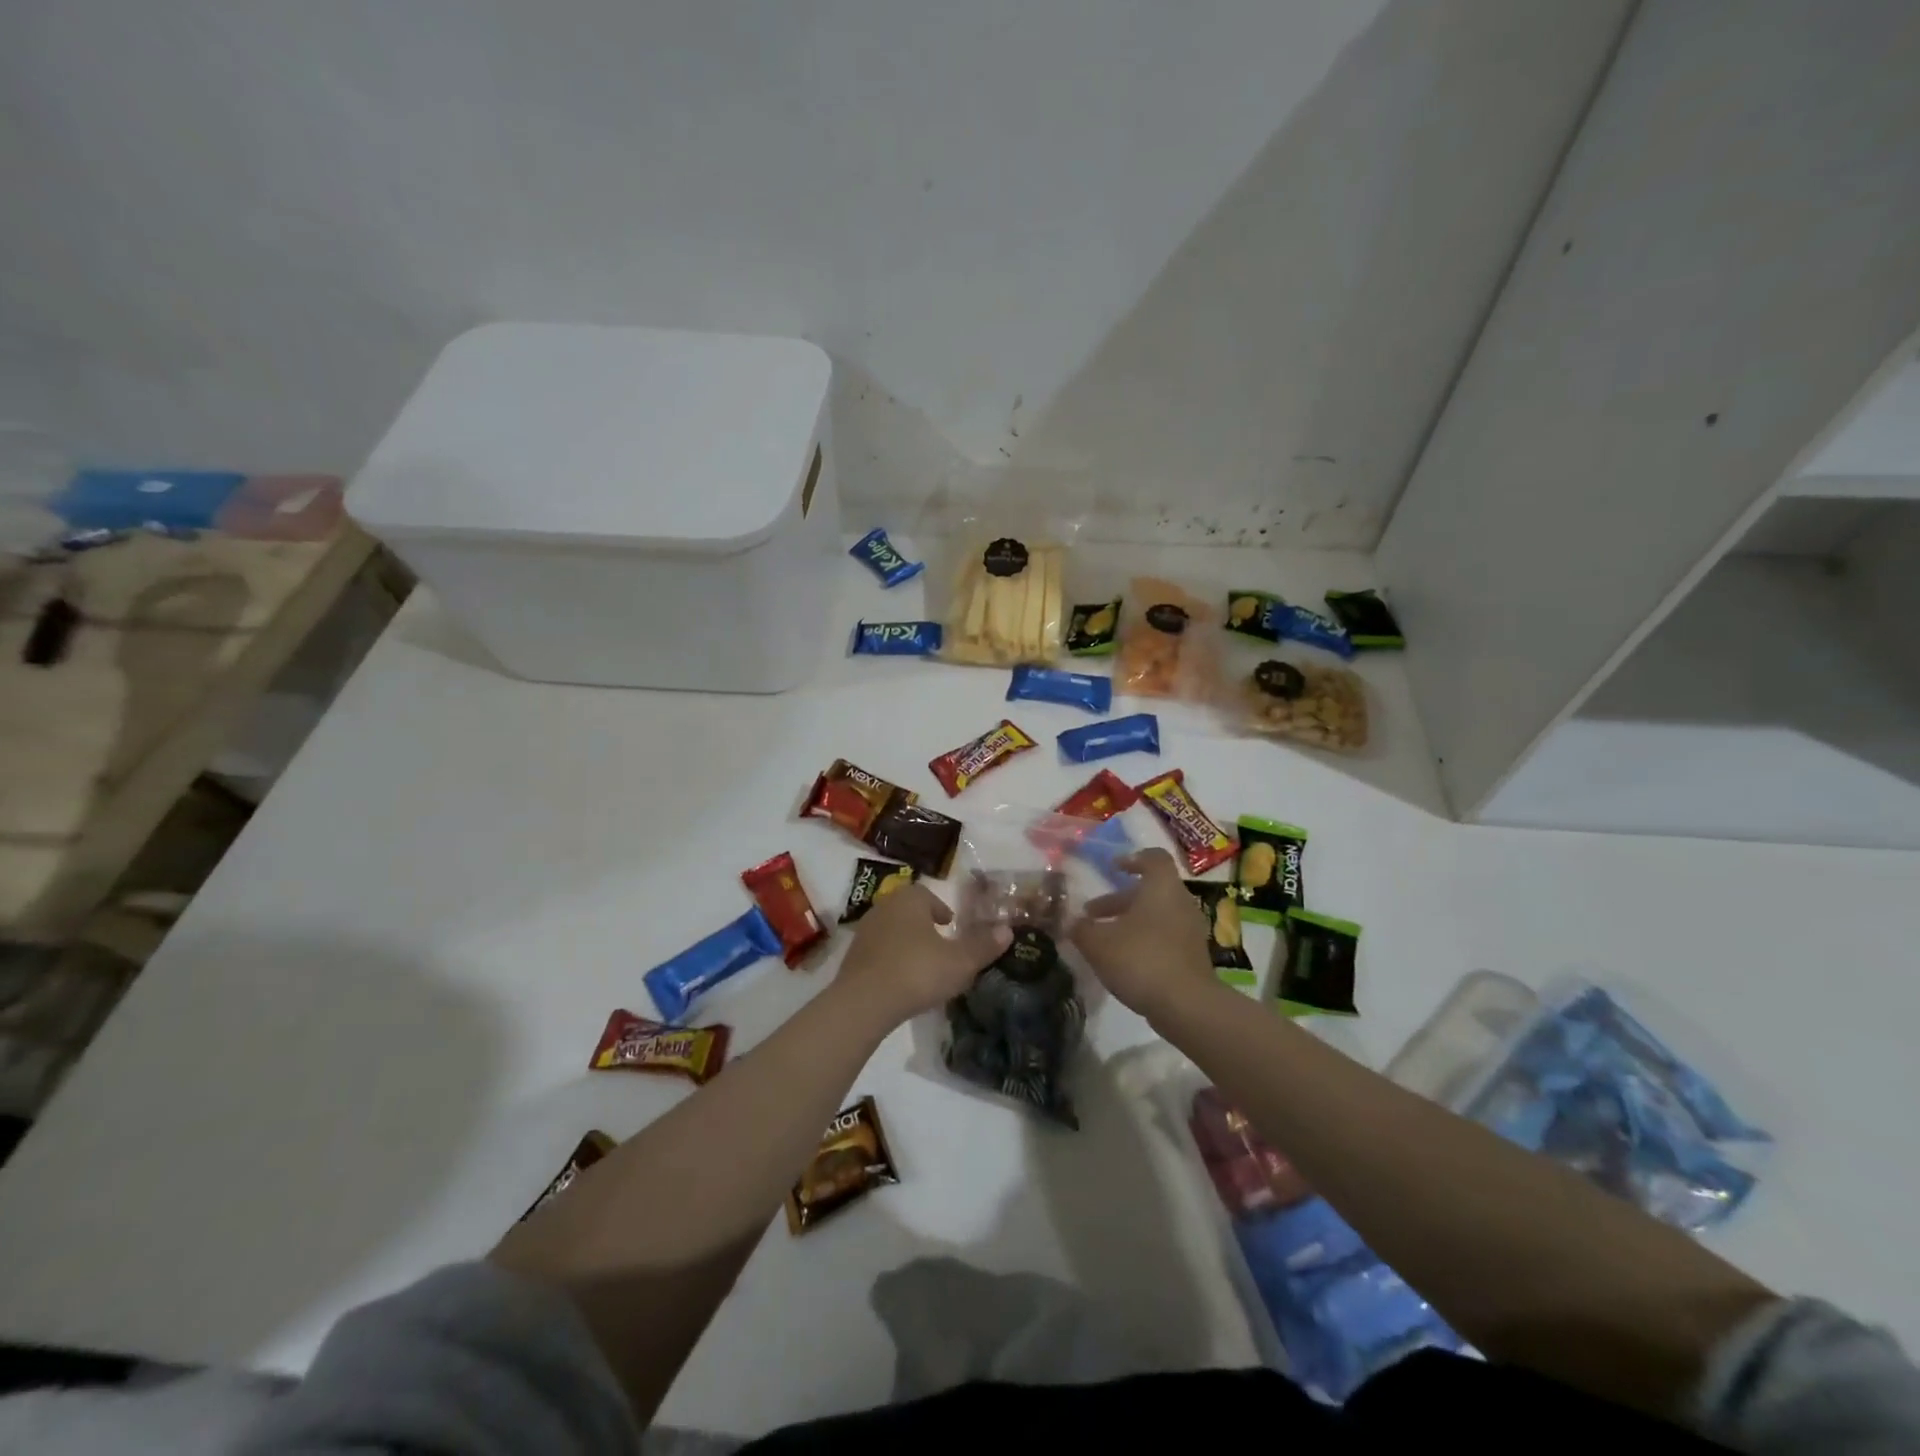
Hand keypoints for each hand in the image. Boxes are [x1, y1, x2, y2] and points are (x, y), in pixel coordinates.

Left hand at [835, 882, 1011, 1024]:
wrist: (864, 1003)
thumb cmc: (917, 971)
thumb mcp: (960, 962)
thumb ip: (984, 946)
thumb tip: (1007, 930)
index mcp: (909, 899)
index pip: (928, 896)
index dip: (942, 911)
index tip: (951, 927)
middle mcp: (884, 907)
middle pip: (909, 912)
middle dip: (924, 926)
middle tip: (941, 946)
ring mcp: (864, 932)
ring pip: (892, 932)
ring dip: (907, 944)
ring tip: (924, 966)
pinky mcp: (852, 958)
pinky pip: (879, 953)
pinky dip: (891, 961)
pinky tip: (902, 982)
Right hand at [1070, 848, 1215, 1019]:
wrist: (1186, 1005)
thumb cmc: (1140, 959)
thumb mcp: (1098, 943)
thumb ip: (1081, 929)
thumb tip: (1072, 922)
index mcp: (1161, 887)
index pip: (1154, 858)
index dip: (1132, 859)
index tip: (1113, 868)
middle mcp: (1181, 902)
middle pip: (1150, 890)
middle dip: (1119, 899)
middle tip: (1092, 913)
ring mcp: (1190, 930)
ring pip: (1156, 915)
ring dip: (1129, 922)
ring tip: (1102, 940)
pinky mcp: (1193, 956)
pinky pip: (1165, 937)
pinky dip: (1143, 940)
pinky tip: (1122, 960)